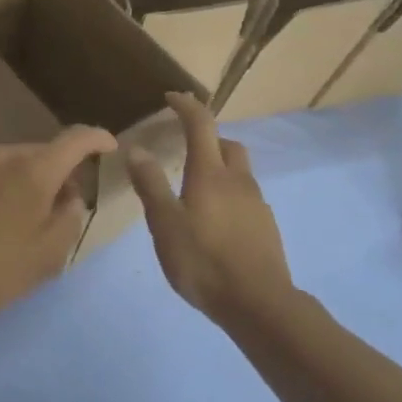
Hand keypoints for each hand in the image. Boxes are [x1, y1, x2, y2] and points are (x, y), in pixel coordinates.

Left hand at [0, 127, 117, 324]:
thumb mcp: (49, 253)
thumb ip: (71, 217)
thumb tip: (70, 196)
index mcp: (35, 169)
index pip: (76, 139)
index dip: (98, 139)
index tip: (110, 147)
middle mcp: (5, 155)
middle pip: (45, 153)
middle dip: (62, 172)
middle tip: (66, 207)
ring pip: (17, 164)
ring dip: (31, 182)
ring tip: (29, 219)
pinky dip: (5, 189)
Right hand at [127, 93, 297, 327]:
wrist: (258, 303)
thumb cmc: (204, 261)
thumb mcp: (165, 224)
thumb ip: (151, 185)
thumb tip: (136, 148)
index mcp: (210, 173)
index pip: (201, 124)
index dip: (186, 106)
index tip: (171, 98)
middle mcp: (238, 180)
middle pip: (226, 144)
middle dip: (207, 137)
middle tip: (184, 148)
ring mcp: (256, 203)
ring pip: (238, 171)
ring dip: (219, 167)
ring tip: (195, 190)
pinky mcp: (265, 225)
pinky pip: (245, 196)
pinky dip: (228, 194)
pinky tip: (214, 221)